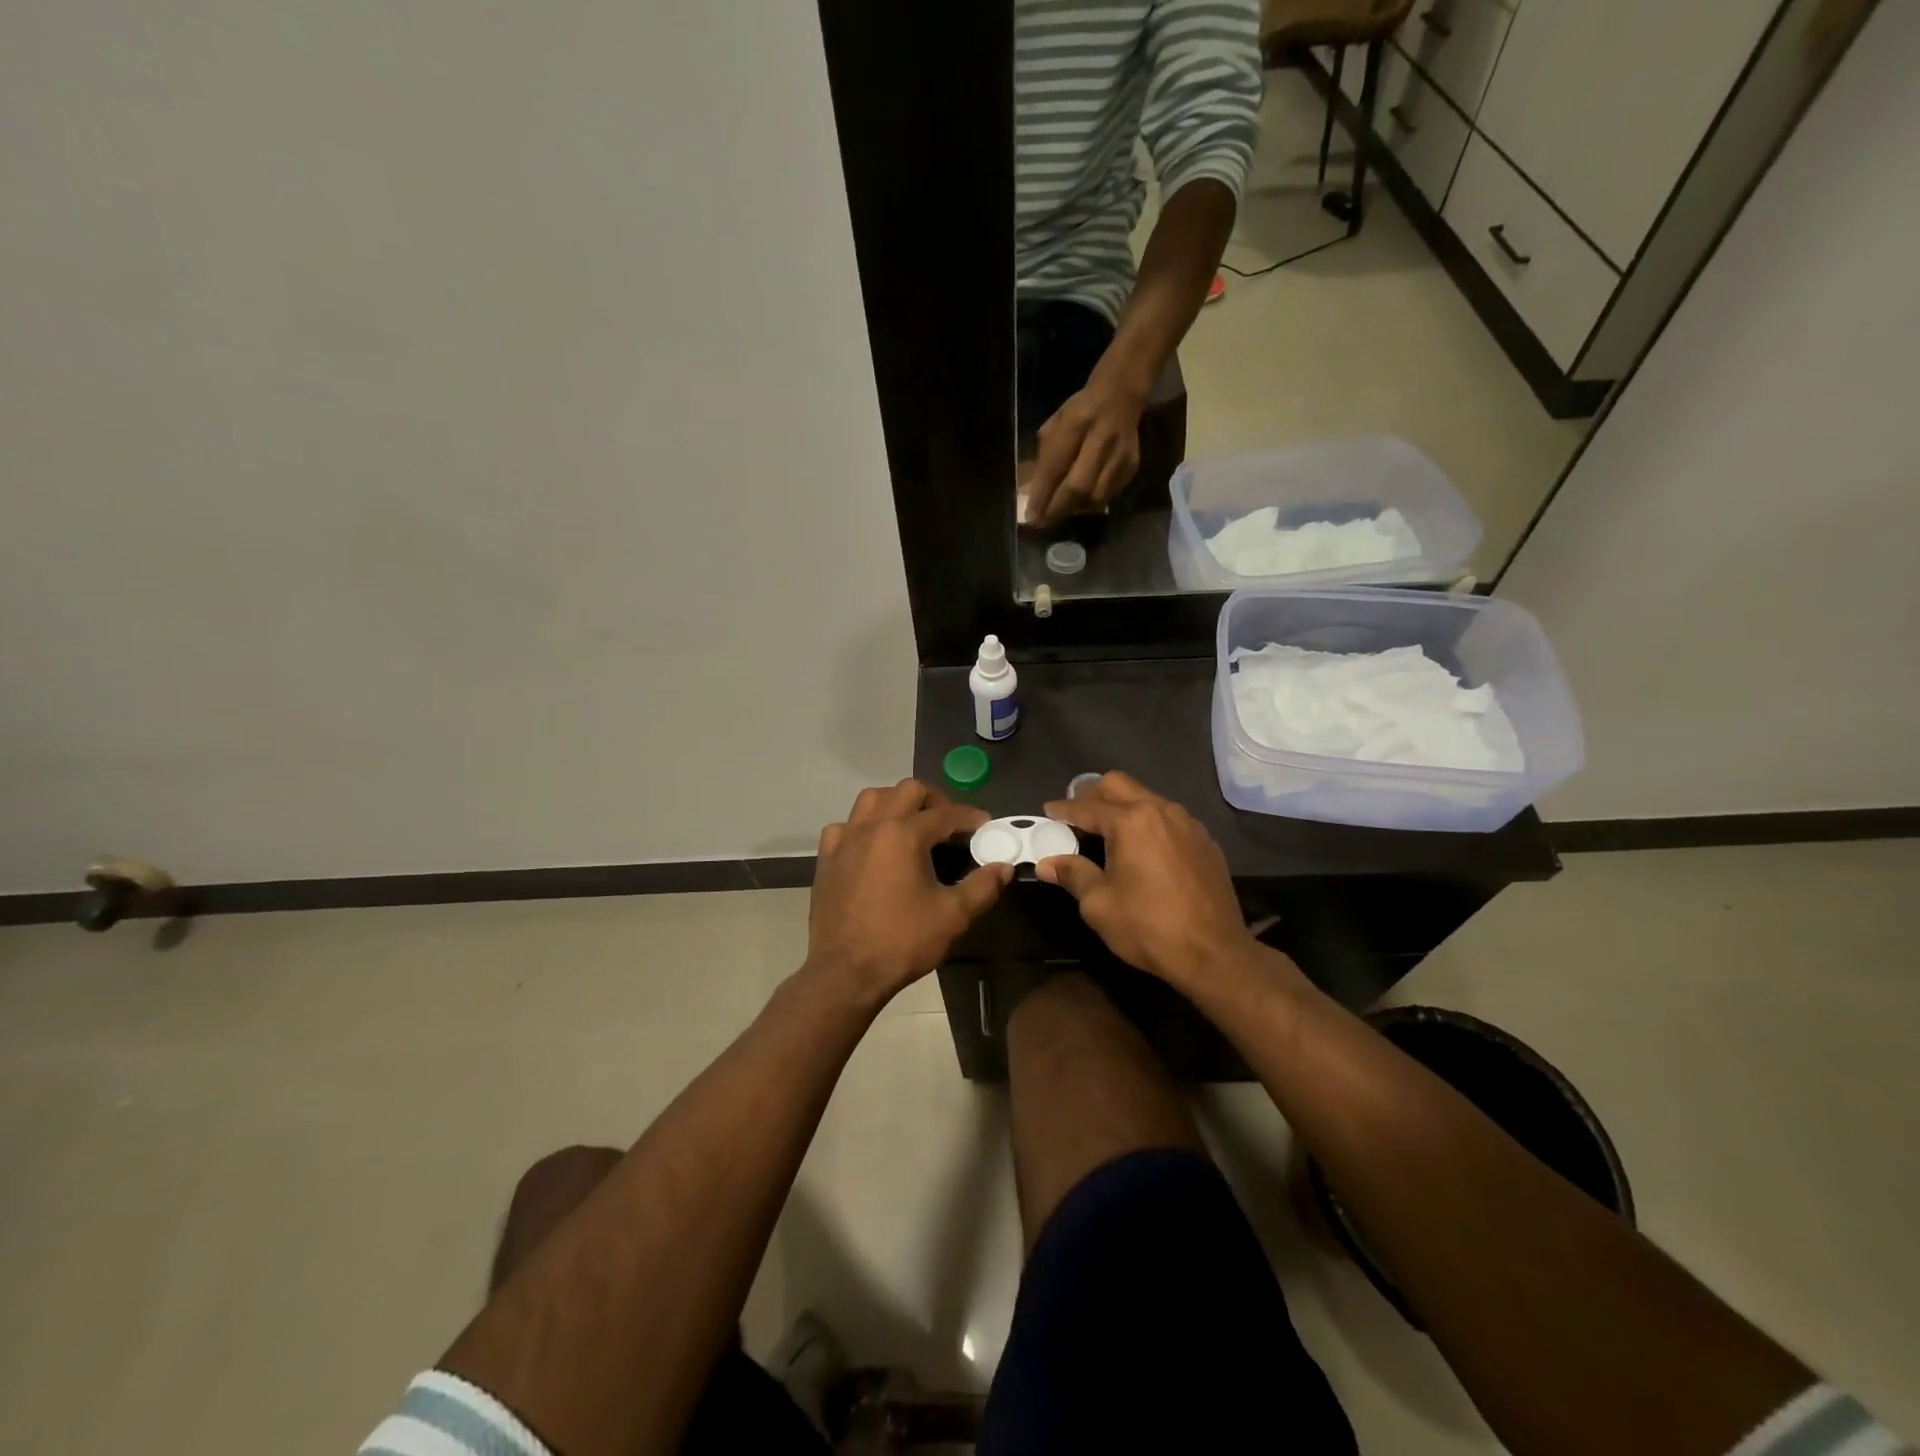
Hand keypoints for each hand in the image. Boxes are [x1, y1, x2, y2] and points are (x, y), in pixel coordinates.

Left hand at [808, 780, 1011, 1005]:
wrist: (845, 972)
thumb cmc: (902, 942)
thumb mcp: (952, 916)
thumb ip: (982, 886)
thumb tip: (1003, 867)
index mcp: (904, 834)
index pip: (945, 813)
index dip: (970, 817)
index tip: (985, 826)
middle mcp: (872, 826)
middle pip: (907, 790)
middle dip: (934, 800)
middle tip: (950, 823)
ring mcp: (845, 840)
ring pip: (872, 799)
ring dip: (896, 803)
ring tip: (912, 824)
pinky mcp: (827, 858)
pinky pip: (845, 826)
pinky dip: (863, 827)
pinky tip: (872, 846)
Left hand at [1026, 368, 1148, 526]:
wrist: (1121, 395)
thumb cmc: (1080, 411)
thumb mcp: (1055, 424)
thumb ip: (1044, 457)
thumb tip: (1029, 493)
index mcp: (1076, 422)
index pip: (1055, 466)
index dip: (1042, 494)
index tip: (1031, 516)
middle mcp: (1101, 439)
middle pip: (1078, 487)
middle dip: (1057, 509)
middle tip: (1043, 522)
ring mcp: (1120, 454)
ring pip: (1095, 497)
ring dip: (1075, 510)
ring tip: (1060, 513)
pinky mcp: (1132, 466)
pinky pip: (1109, 495)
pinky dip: (1091, 503)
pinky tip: (1080, 502)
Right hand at [1037, 772, 1253, 989]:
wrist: (1215, 954)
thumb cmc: (1149, 927)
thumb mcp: (1099, 904)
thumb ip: (1073, 874)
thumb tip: (1047, 863)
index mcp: (1130, 822)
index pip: (1087, 807)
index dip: (1063, 809)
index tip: (1047, 812)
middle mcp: (1160, 810)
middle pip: (1118, 785)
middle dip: (1093, 795)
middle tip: (1077, 816)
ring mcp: (1188, 823)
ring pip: (1146, 797)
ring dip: (1122, 806)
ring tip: (1108, 831)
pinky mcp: (1205, 840)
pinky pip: (1168, 817)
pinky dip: (1148, 822)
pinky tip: (1143, 849)